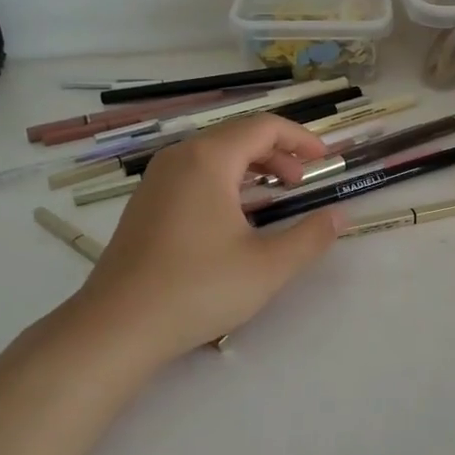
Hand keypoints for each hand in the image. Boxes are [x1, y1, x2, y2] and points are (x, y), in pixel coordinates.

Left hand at [64, 114, 340, 362]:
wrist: (115, 327)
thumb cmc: (197, 289)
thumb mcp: (267, 267)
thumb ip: (310, 236)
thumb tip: (339, 215)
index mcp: (208, 159)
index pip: (264, 126)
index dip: (301, 138)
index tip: (325, 160)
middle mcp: (179, 157)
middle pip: (238, 135)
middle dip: (277, 153)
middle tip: (301, 183)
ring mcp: (156, 179)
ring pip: (214, 154)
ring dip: (251, 167)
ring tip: (273, 196)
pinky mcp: (145, 203)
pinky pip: (194, 173)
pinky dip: (225, 180)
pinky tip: (234, 217)